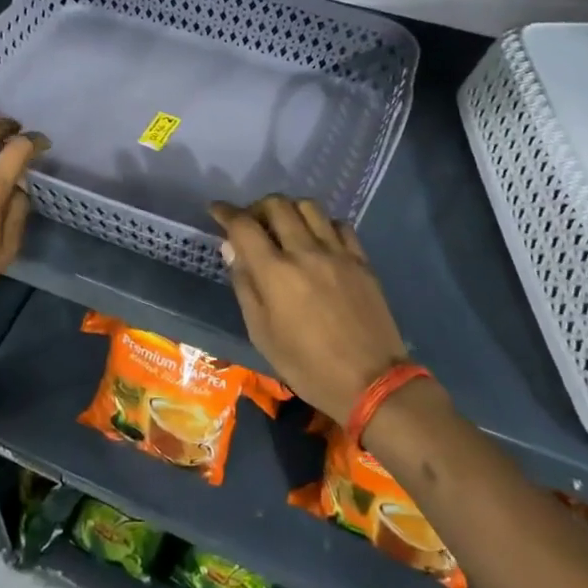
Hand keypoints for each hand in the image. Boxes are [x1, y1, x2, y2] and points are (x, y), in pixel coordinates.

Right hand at [210, 197, 409, 425]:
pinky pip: (338, 225)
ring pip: (309, 206)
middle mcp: (305, 252)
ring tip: (284, 227)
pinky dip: (321, 224)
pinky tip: (318, 240)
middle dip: (257, 207)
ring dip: (290, 209)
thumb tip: (231, 248)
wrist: (371, 382)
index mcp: (275, 273)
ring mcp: (338, 253)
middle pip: (277, 205)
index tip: (216, 210)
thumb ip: (245, 286)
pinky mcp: (361, 260)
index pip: (243, 226)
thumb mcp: (262, 334)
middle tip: (251, 222)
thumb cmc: (307, 366)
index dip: (225, 212)